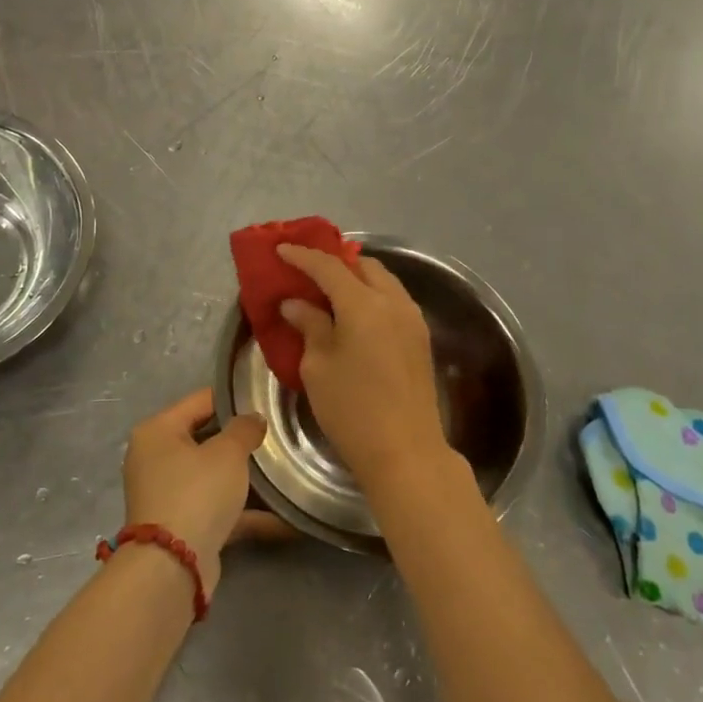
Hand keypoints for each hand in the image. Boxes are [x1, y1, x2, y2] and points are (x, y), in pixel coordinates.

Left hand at [120, 388, 287, 596]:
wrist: (172, 567)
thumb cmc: (196, 493)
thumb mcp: (227, 452)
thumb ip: (244, 428)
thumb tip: (254, 418)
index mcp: (158, 431)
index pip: (201, 400)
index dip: (234, 398)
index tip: (266, 398)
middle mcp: (157, 459)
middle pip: (207, 438)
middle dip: (242, 440)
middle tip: (279, 433)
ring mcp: (169, 494)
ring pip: (215, 476)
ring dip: (247, 478)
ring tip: (286, 471)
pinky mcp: (183, 526)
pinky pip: (219, 509)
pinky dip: (247, 513)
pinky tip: (286, 518)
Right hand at [277, 246, 450, 490]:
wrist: (406, 452)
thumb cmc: (352, 409)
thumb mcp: (318, 367)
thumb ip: (309, 325)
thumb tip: (296, 303)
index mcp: (364, 304)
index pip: (329, 267)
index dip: (303, 256)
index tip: (281, 250)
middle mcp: (393, 301)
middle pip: (363, 266)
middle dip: (335, 262)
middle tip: (308, 271)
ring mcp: (412, 319)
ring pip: (383, 281)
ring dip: (357, 278)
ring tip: (330, 290)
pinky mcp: (421, 338)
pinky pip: (394, 300)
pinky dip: (372, 296)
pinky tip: (355, 313)